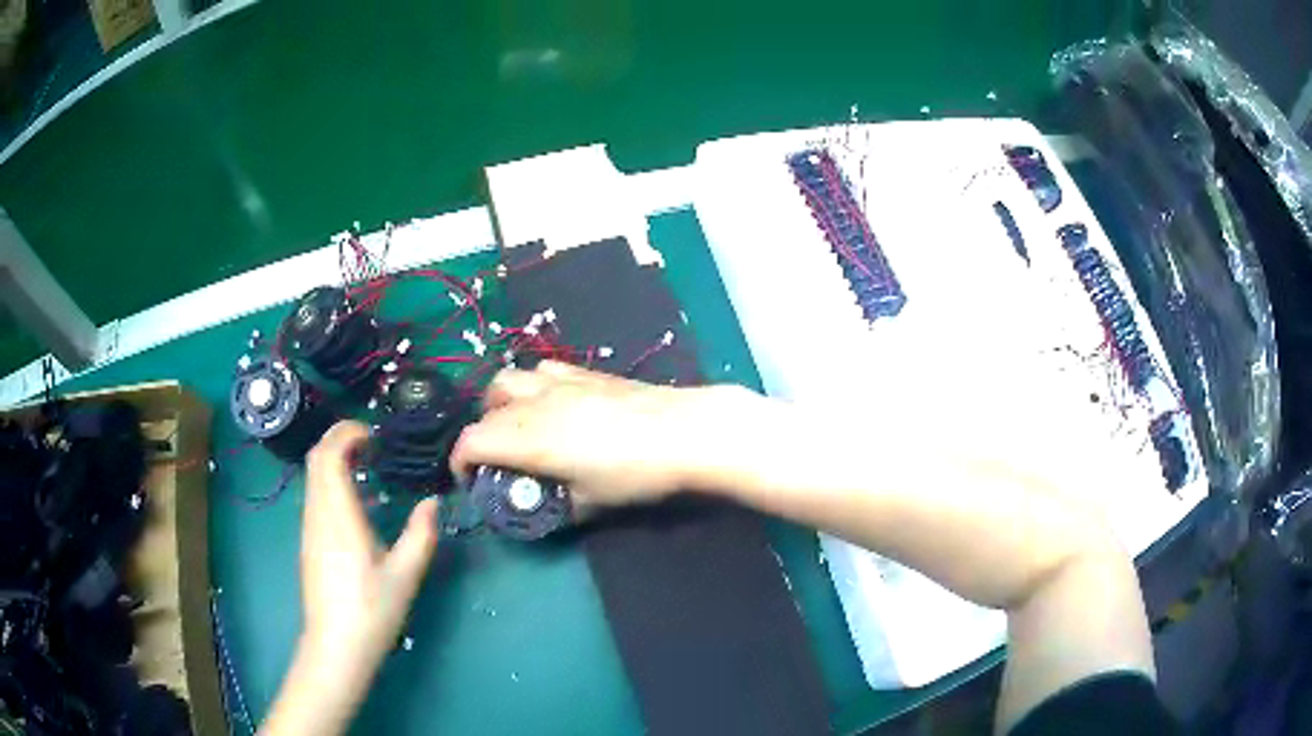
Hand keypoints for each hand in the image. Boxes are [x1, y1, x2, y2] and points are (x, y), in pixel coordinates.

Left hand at [265, 421, 438, 734]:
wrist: (336, 646)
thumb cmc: (372, 610)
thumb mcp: (405, 574)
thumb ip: (420, 534)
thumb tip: (433, 503)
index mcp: (339, 515)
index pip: (329, 455)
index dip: (346, 433)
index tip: (373, 434)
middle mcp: (317, 514)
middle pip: (315, 459)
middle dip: (338, 439)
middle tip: (370, 441)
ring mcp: (308, 528)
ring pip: (312, 477)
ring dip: (333, 459)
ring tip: (366, 467)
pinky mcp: (308, 542)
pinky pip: (314, 495)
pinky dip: (330, 481)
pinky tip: (355, 503)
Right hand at [450, 361, 739, 509]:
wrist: (682, 430)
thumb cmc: (634, 473)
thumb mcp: (590, 502)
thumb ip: (556, 504)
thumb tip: (543, 505)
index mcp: (528, 438)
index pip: (471, 441)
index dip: (460, 463)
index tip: (469, 480)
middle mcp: (534, 403)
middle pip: (485, 411)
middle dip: (479, 436)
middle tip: (496, 460)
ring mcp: (559, 381)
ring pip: (507, 381)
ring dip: (500, 405)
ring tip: (517, 427)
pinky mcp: (584, 371)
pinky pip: (540, 370)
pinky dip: (530, 386)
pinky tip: (551, 403)